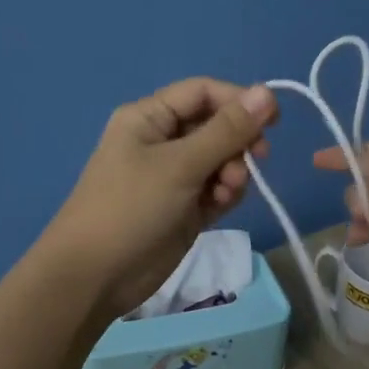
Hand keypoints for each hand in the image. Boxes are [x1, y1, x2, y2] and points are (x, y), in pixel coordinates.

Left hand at [47, 78, 277, 319]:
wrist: (95, 277)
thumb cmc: (131, 207)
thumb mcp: (180, 164)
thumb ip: (227, 130)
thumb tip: (268, 92)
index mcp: (150, 117)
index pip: (203, 92)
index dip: (239, 100)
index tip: (273, 120)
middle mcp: (162, 140)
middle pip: (217, 125)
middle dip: (237, 142)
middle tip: (256, 160)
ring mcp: (173, 176)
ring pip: (222, 159)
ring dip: (233, 171)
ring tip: (226, 192)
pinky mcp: (184, 207)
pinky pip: (217, 188)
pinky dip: (226, 193)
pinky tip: (220, 205)